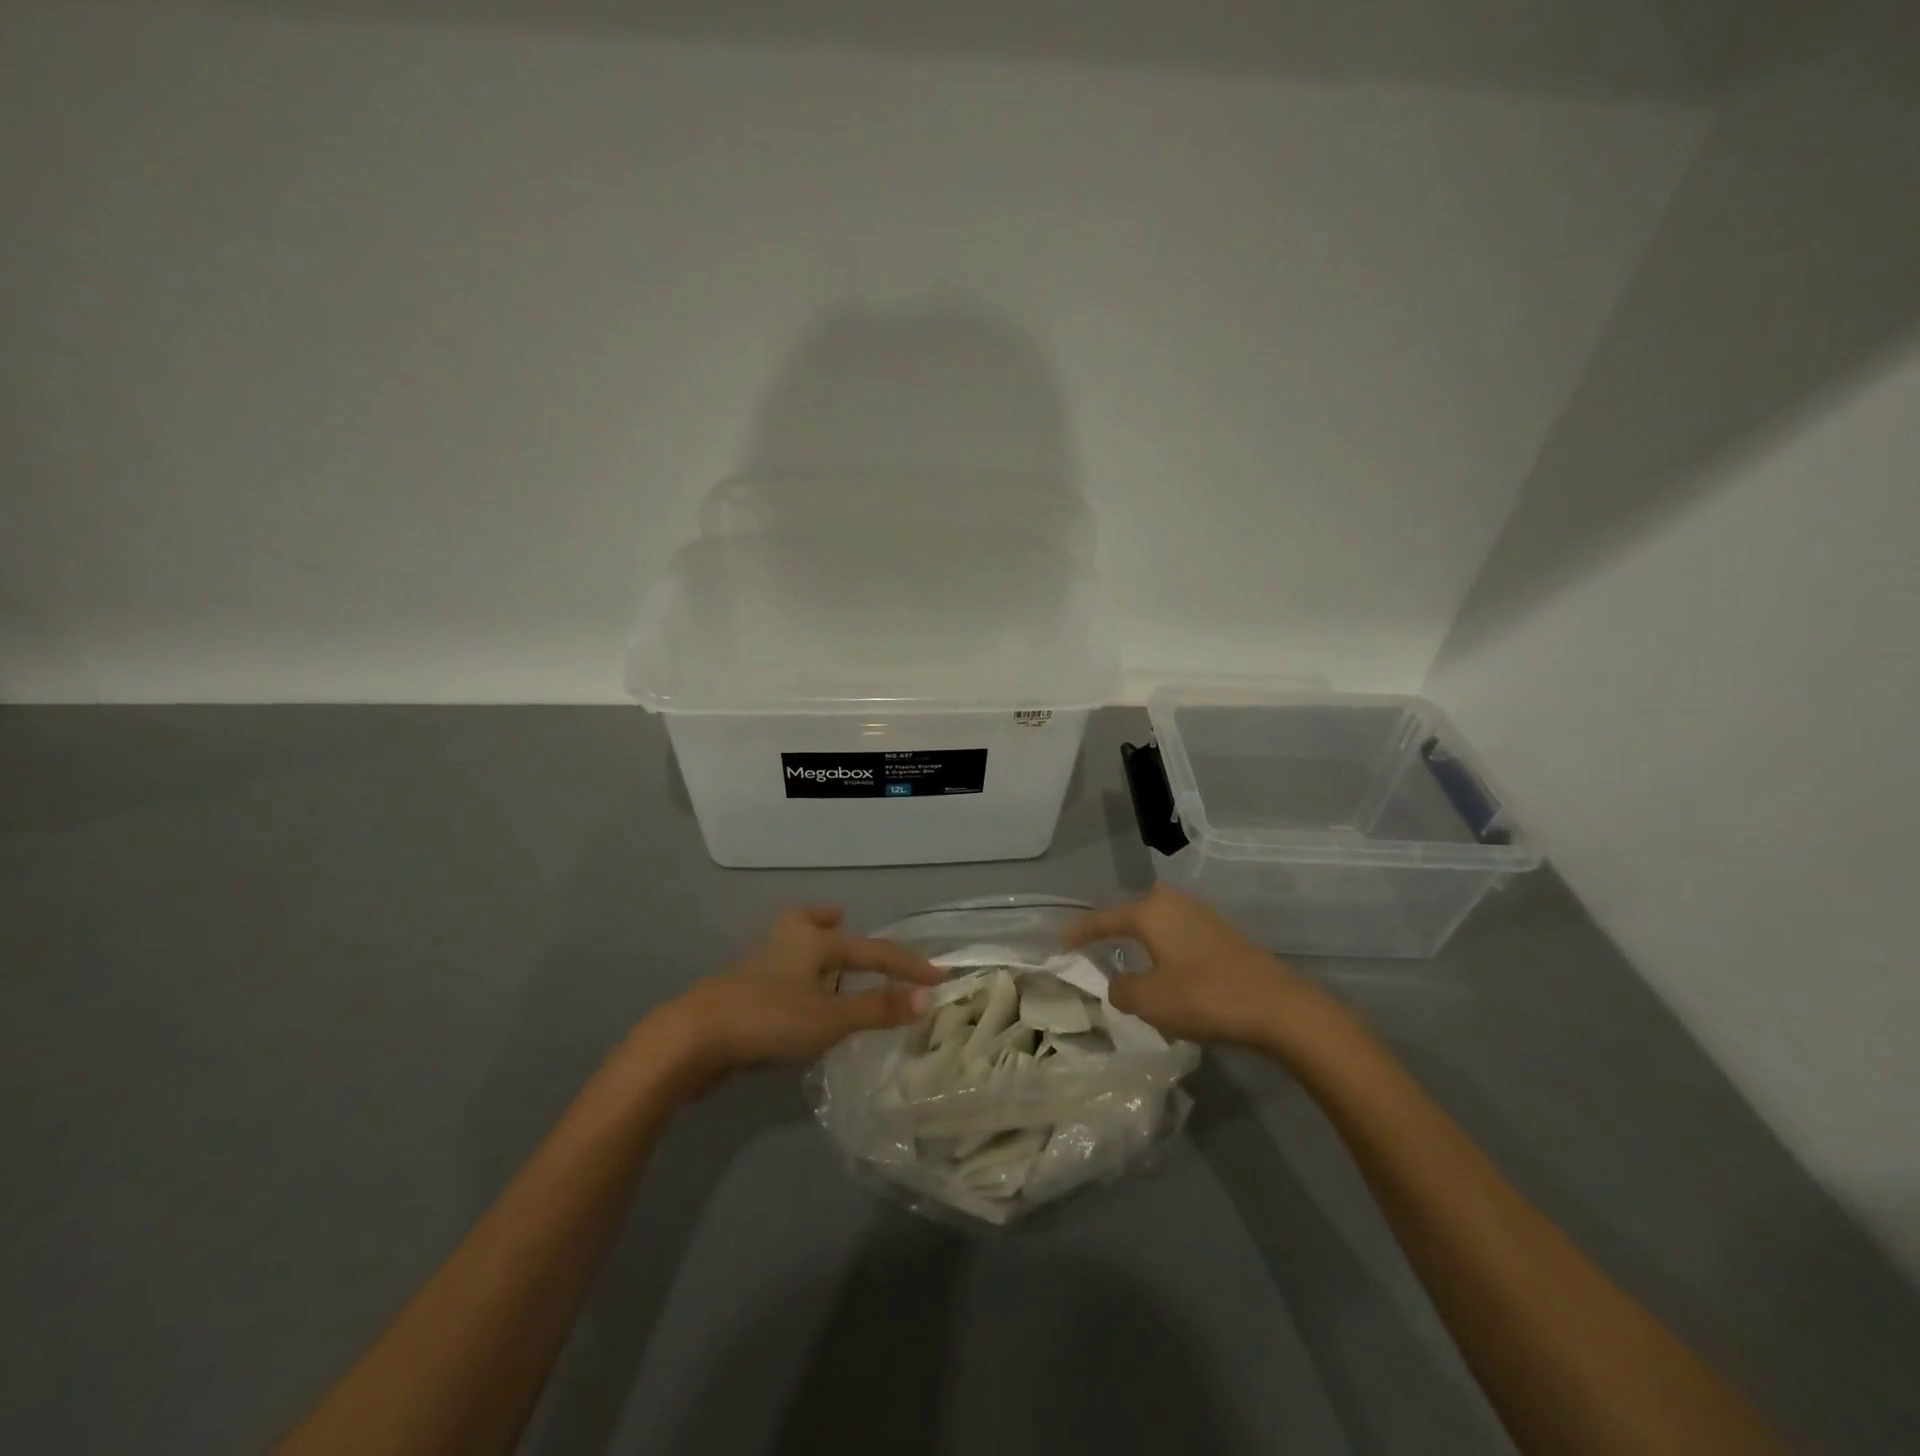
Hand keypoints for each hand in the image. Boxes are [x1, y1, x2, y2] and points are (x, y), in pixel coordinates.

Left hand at [648, 906, 941, 1091]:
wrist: (693, 1038)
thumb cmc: (769, 1019)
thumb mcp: (831, 1018)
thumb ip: (877, 1008)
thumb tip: (927, 997)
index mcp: (813, 940)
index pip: (873, 950)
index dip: (907, 965)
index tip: (937, 976)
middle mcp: (787, 942)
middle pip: (813, 924)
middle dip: (830, 921)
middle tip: (843, 916)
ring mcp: (759, 964)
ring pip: (793, 945)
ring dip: (811, 945)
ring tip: (823, 952)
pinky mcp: (741, 990)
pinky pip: (780, 971)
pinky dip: (794, 972)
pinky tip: (794, 995)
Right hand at [1064, 885, 1336, 1049]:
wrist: (1277, 1007)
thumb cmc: (1204, 997)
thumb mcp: (1149, 1001)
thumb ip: (1122, 990)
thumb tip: (1120, 984)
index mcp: (1150, 912)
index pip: (1104, 920)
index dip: (1080, 932)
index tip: (1062, 942)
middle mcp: (1174, 903)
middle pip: (1135, 909)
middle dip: (1117, 926)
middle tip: (1101, 946)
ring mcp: (1203, 915)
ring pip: (1161, 920)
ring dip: (1145, 938)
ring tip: (1134, 960)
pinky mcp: (1223, 934)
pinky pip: (1181, 932)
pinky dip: (1167, 946)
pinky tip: (1170, 969)